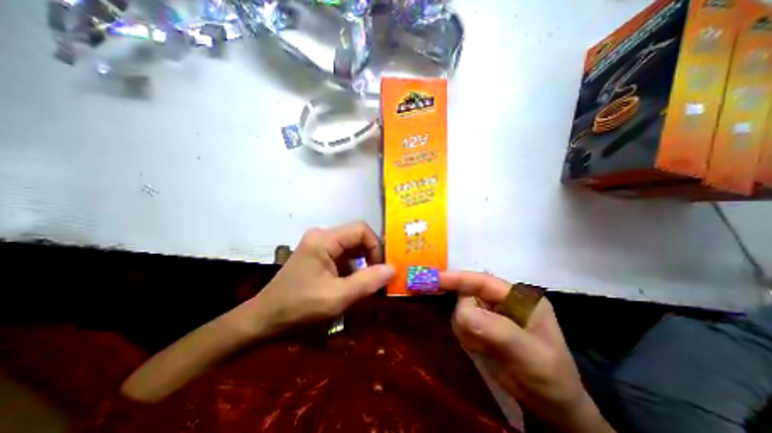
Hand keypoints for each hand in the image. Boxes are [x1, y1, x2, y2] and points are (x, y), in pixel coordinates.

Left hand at [245, 221, 393, 336]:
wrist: (263, 321)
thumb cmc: (298, 308)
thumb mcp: (337, 297)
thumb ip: (367, 281)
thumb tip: (393, 268)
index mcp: (324, 240)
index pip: (361, 230)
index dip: (376, 246)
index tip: (381, 269)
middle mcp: (321, 236)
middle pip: (356, 237)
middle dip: (370, 256)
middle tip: (377, 277)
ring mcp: (318, 245)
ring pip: (351, 247)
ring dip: (362, 264)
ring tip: (366, 284)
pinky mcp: (317, 255)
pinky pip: (342, 255)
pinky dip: (352, 268)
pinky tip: (352, 285)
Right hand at [443, 273, 612, 431]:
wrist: (551, 408)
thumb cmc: (549, 377)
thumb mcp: (529, 354)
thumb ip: (495, 329)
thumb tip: (461, 312)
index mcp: (519, 296)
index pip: (483, 281)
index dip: (459, 278)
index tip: (435, 279)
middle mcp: (502, 300)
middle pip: (468, 294)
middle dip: (465, 315)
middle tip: (475, 340)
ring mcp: (491, 313)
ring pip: (461, 309)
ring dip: (466, 329)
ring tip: (483, 348)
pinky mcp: (482, 326)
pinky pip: (462, 323)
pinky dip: (465, 336)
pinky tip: (479, 349)